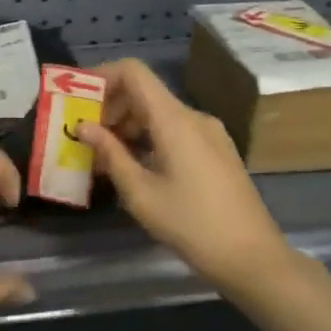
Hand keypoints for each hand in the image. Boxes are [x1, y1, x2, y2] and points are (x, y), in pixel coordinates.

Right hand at [74, 59, 292, 292]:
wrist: (253, 258)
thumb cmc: (191, 225)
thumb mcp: (140, 193)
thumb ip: (110, 153)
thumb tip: (83, 126)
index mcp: (174, 119)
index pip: (134, 72)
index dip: (102, 76)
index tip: (77, 98)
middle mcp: (193, 116)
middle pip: (144, 92)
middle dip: (110, 107)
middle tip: (85, 136)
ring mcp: (209, 133)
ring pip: (159, 113)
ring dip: (128, 125)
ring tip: (105, 157)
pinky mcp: (217, 151)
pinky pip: (175, 130)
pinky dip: (149, 138)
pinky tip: (135, 168)